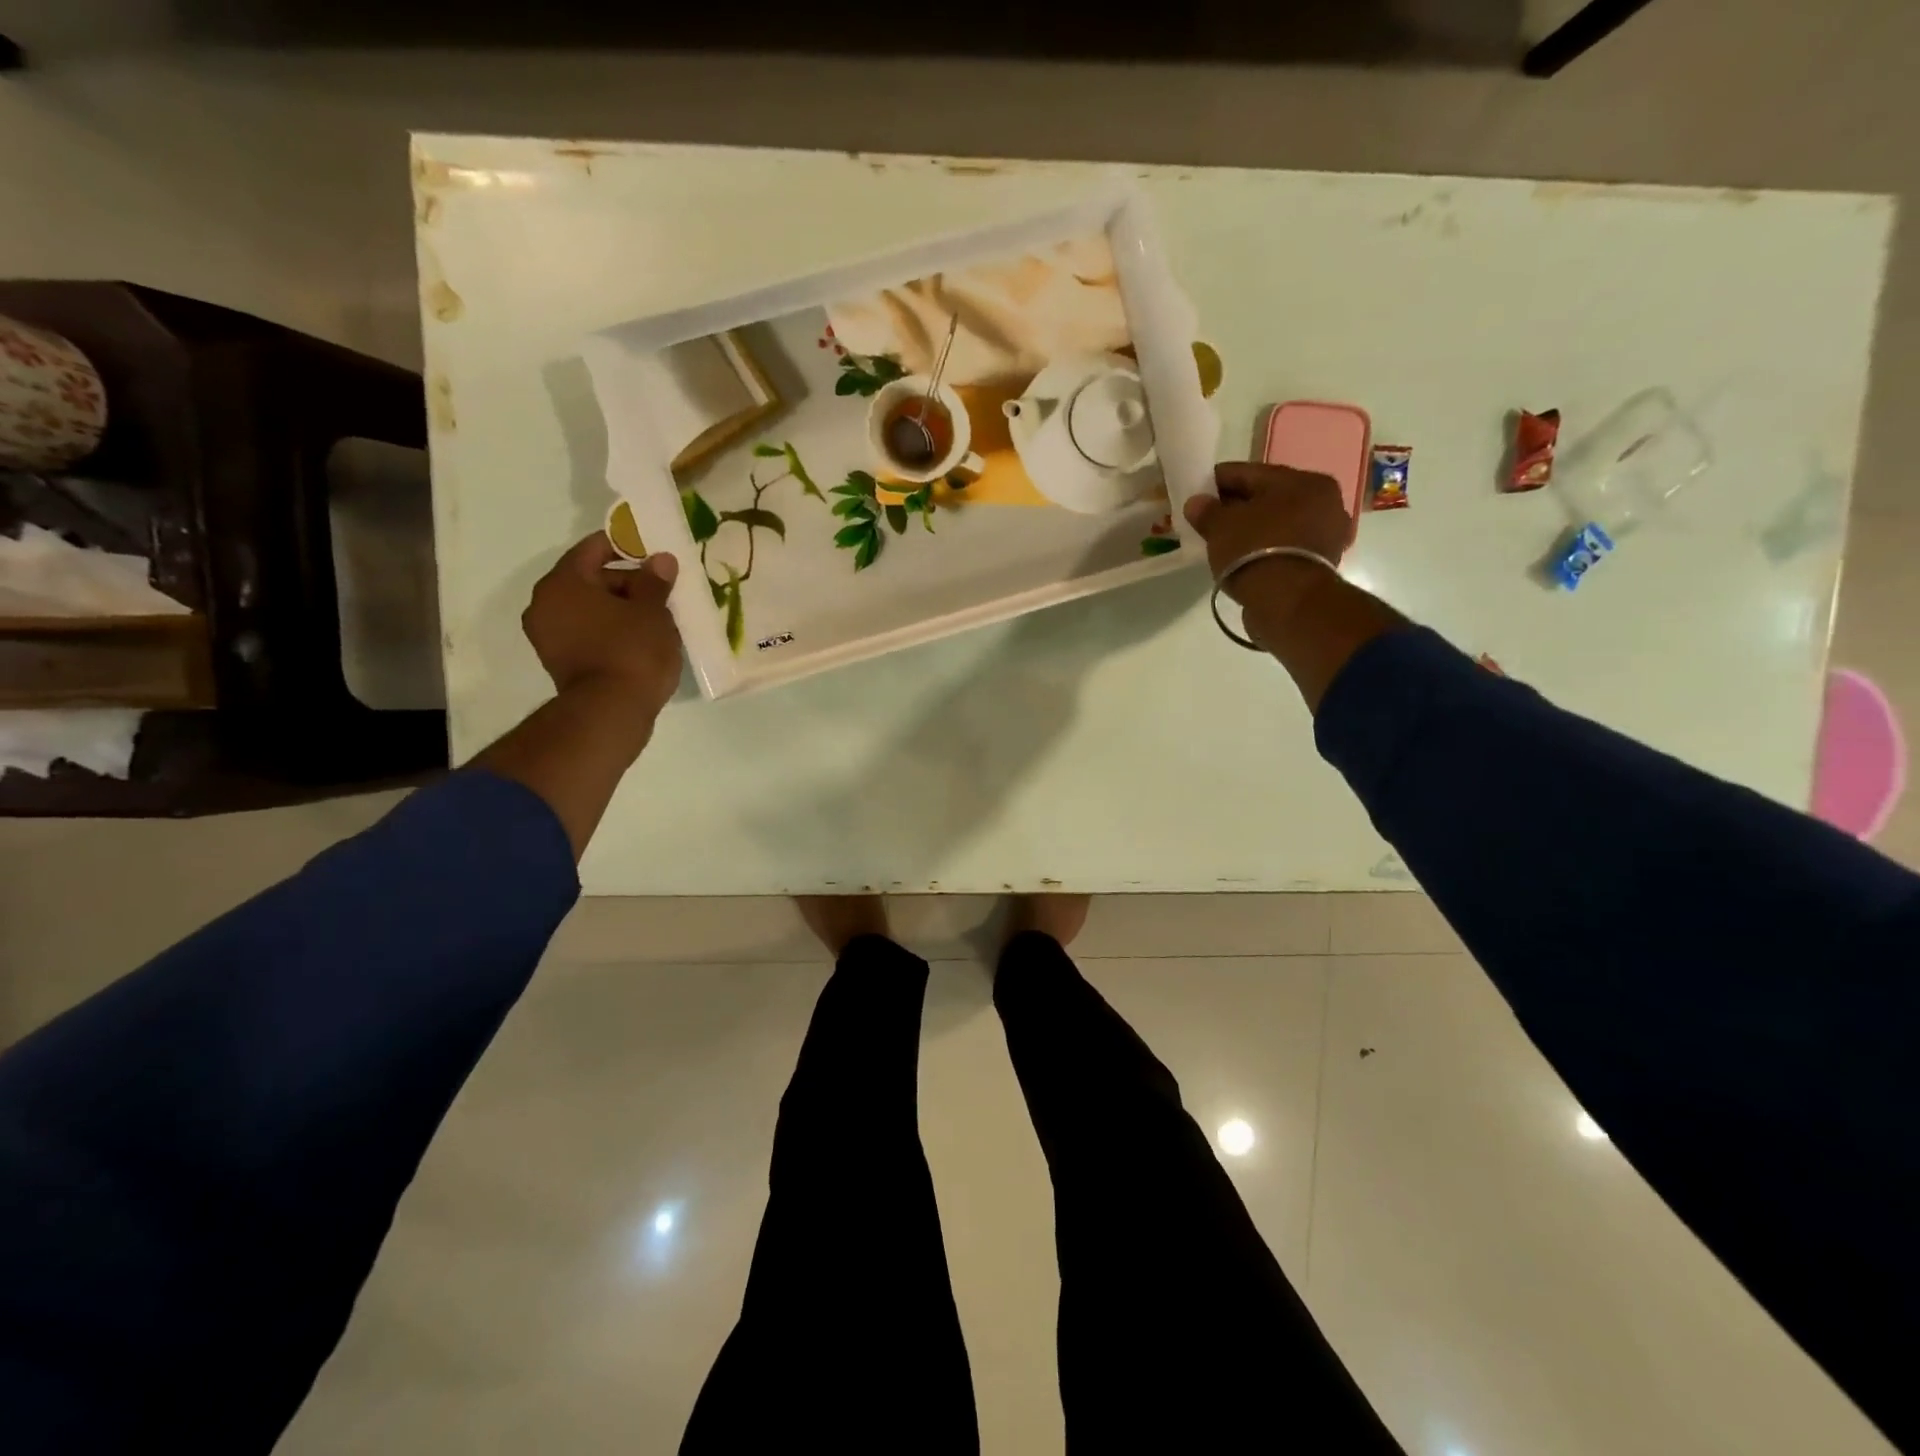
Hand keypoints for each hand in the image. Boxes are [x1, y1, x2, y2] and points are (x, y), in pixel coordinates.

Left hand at [522, 535, 684, 721]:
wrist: (610, 712)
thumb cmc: (631, 651)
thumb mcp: (652, 611)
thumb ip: (654, 581)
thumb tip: (661, 560)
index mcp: (562, 583)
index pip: (593, 549)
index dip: (625, 546)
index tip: (653, 552)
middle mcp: (545, 605)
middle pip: (590, 580)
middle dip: (627, 583)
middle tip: (662, 591)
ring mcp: (549, 637)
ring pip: (590, 610)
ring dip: (621, 610)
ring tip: (657, 619)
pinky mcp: (560, 663)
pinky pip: (589, 634)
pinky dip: (612, 631)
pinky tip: (641, 641)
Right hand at [1182, 462, 1349, 647]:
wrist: (1288, 603)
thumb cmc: (1255, 551)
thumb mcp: (1221, 527)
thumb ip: (1207, 511)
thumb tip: (1196, 503)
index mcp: (1303, 480)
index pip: (1250, 473)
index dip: (1218, 481)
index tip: (1196, 490)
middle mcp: (1324, 501)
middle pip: (1268, 498)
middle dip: (1238, 506)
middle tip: (1208, 518)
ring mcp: (1327, 534)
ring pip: (1278, 523)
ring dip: (1253, 529)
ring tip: (1224, 541)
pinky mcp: (1322, 564)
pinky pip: (1285, 547)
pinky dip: (1265, 549)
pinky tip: (1243, 558)